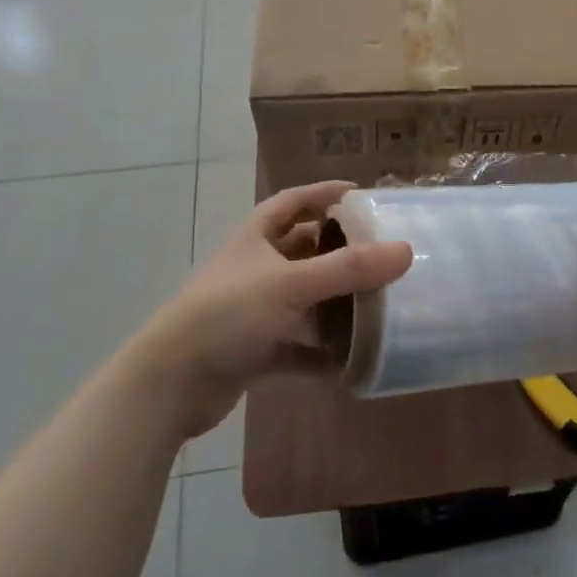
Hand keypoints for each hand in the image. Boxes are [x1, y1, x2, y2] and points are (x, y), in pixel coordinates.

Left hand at [135, 182, 411, 438]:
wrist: (170, 384)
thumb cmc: (227, 314)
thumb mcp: (290, 283)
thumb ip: (349, 269)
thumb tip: (406, 250)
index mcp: (255, 238)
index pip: (293, 201)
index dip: (324, 193)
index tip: (362, 194)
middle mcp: (254, 268)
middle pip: (302, 249)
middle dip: (338, 249)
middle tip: (380, 251)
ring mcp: (252, 310)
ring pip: (302, 298)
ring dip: (333, 301)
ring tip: (377, 301)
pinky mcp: (253, 349)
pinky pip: (296, 344)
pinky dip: (320, 350)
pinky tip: (351, 358)